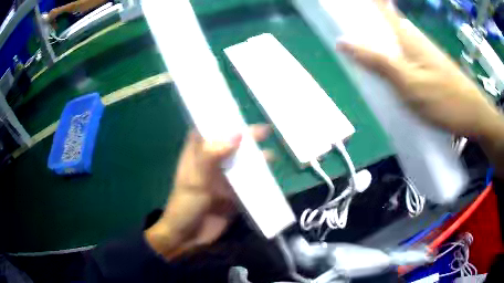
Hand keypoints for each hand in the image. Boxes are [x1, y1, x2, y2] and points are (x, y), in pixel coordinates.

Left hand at [145, 125, 270, 258]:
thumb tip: (237, 134)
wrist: (188, 237)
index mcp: (197, 155)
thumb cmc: (185, 205)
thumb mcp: (195, 180)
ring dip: (256, 158)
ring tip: (271, 156)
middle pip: (230, 145)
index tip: (239, 112)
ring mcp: (223, 179)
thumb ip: (212, 156)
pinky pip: (248, 182)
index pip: (209, 129)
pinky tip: (271, 176)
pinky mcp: (233, 194)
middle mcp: (211, 163)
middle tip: (265, 132)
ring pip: (241, 162)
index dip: (222, 119)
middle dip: (246, 138)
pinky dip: (259, 178)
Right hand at [336, 0, 502, 137]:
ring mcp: (423, 53)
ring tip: (362, 56)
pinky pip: (404, 55)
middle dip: (367, 24)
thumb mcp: (409, 82)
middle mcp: (414, 38)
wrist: (473, 116)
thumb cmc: (444, 99)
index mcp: (407, 35)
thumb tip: (342, 41)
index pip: (383, 8)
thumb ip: (378, 61)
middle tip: (347, 35)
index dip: (368, 4)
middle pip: (385, 22)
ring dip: (378, 42)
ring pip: (394, 39)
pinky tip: (388, 74)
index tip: (349, 7)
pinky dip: (392, 59)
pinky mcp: (429, 67)